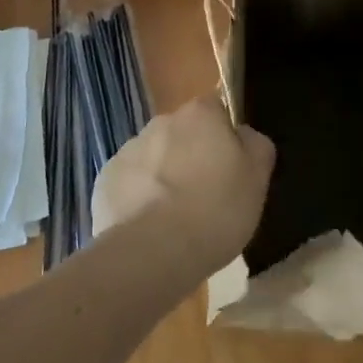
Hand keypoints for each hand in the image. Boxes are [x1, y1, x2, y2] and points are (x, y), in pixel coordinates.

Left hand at [92, 94, 275, 278]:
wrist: (153, 252)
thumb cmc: (215, 210)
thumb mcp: (257, 179)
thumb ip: (256, 146)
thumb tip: (243, 135)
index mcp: (200, 113)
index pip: (217, 109)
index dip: (224, 137)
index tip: (229, 168)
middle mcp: (162, 121)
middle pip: (183, 133)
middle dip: (191, 156)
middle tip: (203, 197)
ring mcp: (130, 149)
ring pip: (154, 158)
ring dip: (163, 177)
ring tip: (173, 220)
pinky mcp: (106, 181)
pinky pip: (129, 184)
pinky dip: (138, 200)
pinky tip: (148, 230)